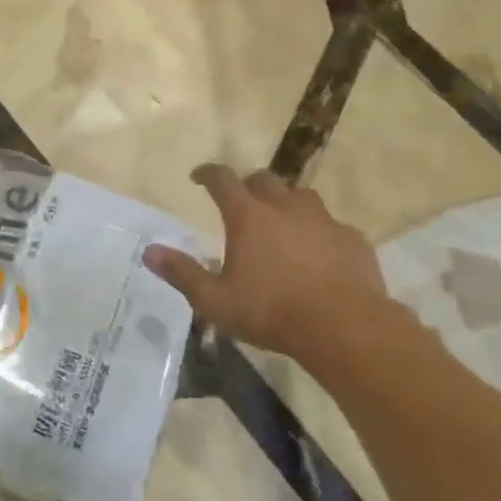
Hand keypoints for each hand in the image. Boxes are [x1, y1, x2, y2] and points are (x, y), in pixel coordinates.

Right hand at [144, 164, 417, 372]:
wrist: (344, 327)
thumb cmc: (271, 312)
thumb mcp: (215, 300)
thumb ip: (182, 273)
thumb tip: (148, 252)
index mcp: (248, 217)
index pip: (223, 180)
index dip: (208, 174)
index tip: (198, 176)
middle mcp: (285, 207)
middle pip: (264, 180)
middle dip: (248, 186)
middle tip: (241, 203)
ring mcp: (323, 220)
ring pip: (301, 196)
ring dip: (286, 203)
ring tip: (280, 223)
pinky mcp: (351, 239)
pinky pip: (331, 225)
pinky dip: (318, 232)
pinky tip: (318, 253)